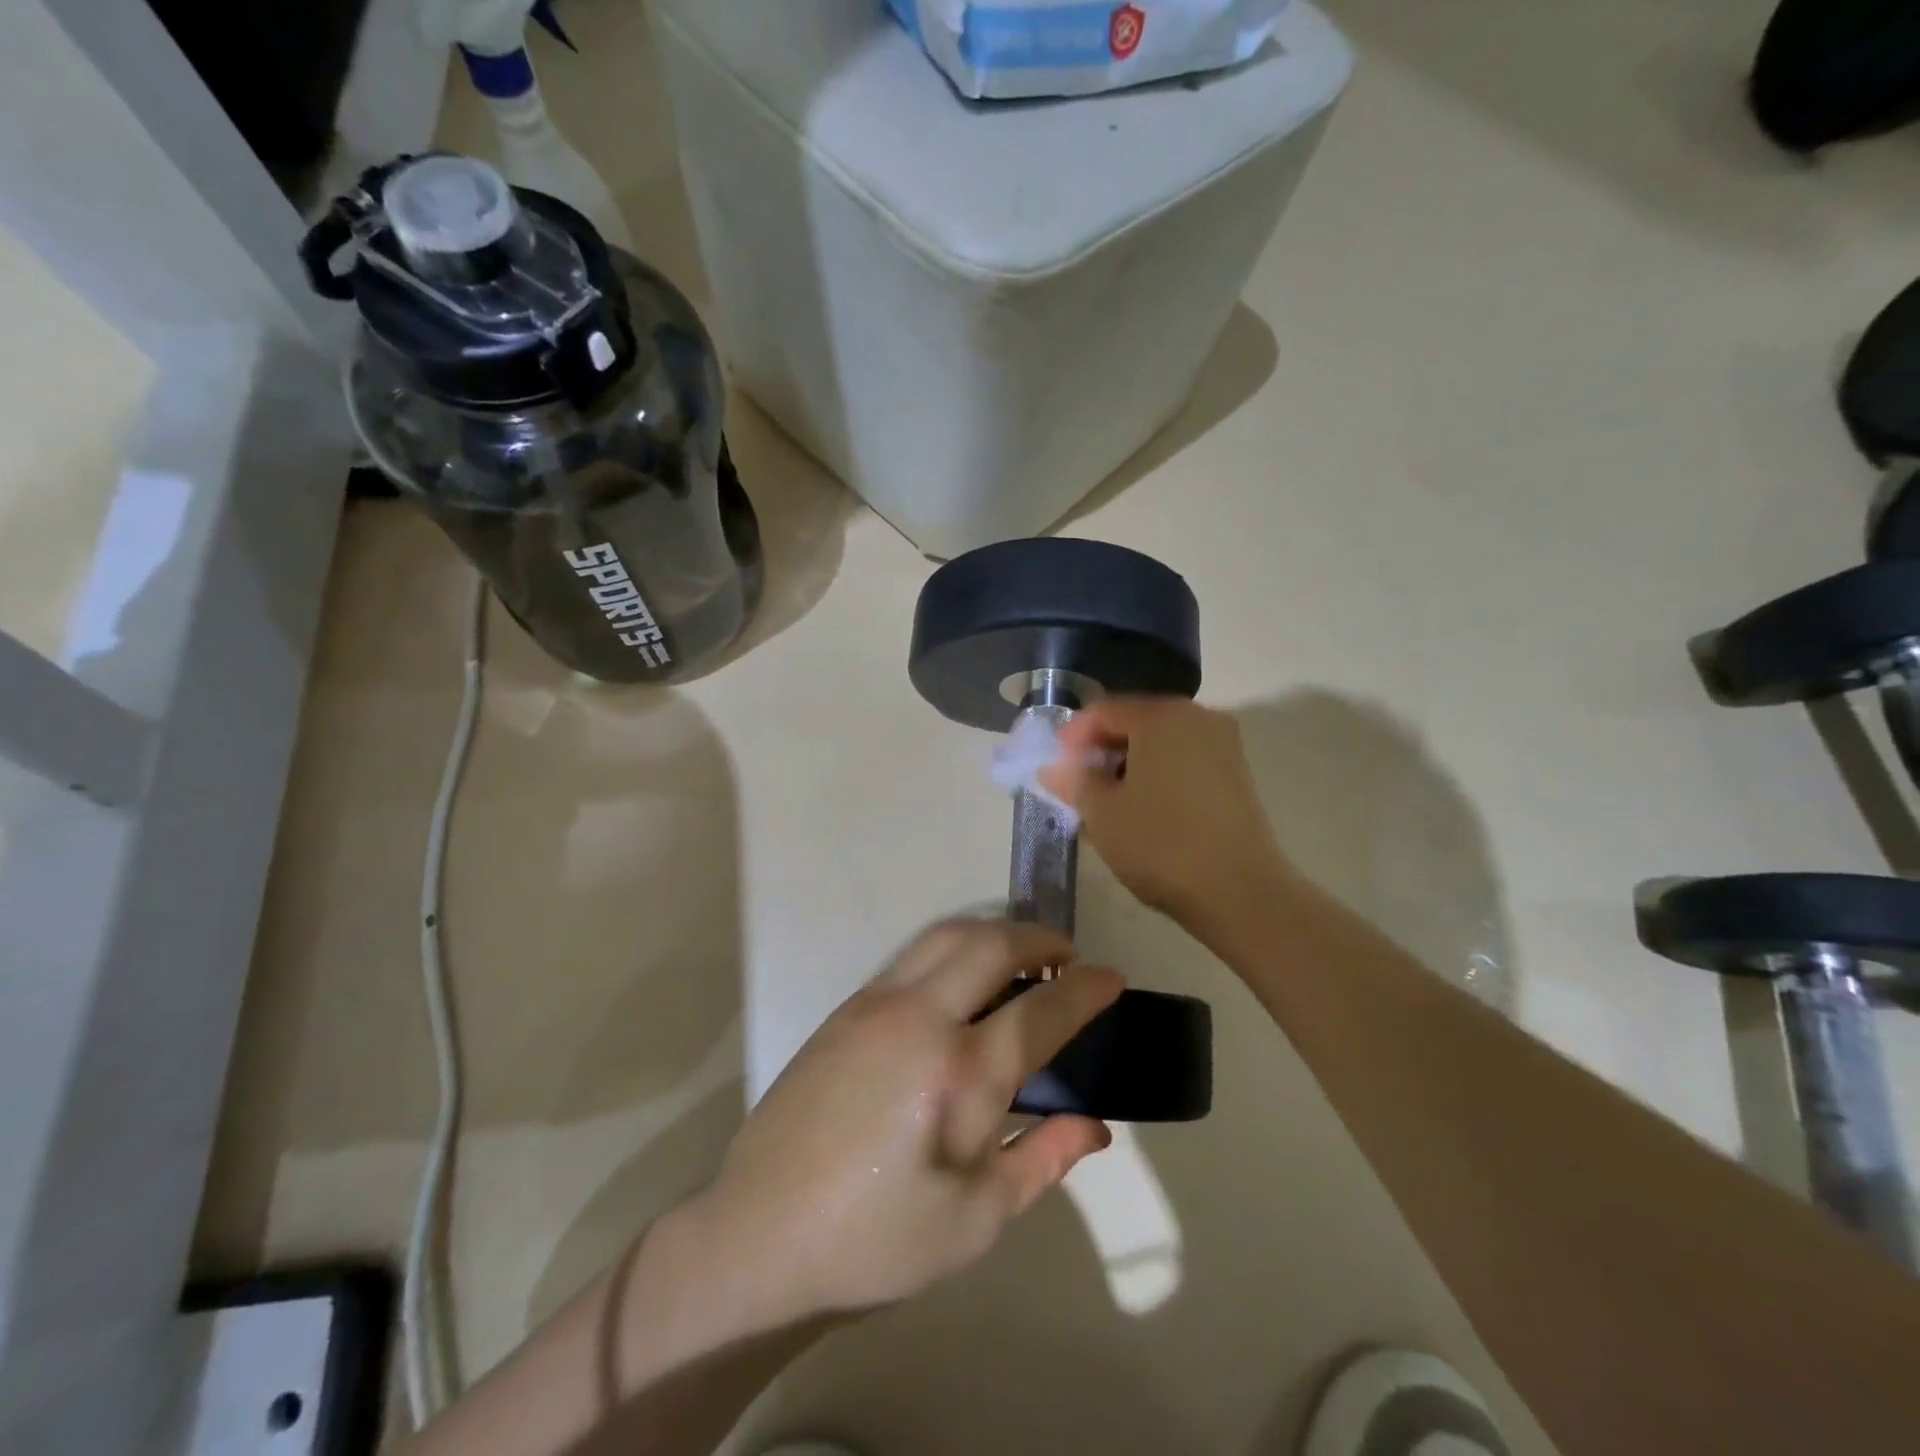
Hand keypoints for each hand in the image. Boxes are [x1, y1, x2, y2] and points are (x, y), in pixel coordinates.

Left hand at [691, 920, 1122, 1325]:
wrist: (761, 1234)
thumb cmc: (878, 1241)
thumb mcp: (975, 1221)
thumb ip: (1041, 1160)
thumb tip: (1095, 1126)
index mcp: (959, 1074)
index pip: (1041, 1010)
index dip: (1086, 990)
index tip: (1112, 978)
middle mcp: (919, 1018)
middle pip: (991, 944)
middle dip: (1038, 939)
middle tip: (1065, 959)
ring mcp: (876, 1004)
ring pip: (947, 935)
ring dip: (993, 933)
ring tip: (1019, 959)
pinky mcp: (847, 1007)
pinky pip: (914, 954)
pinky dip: (954, 948)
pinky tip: (963, 982)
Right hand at [1042, 697, 1292, 931]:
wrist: (1240, 892)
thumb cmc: (1160, 844)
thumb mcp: (1102, 812)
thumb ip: (1074, 780)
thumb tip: (1054, 768)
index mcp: (1162, 716)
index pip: (1104, 711)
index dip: (1073, 736)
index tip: (1054, 766)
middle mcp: (1197, 717)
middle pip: (1135, 722)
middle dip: (1101, 750)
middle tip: (1076, 783)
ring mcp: (1223, 745)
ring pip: (1160, 743)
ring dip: (1128, 764)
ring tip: (1104, 800)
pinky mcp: (1236, 774)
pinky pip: (1183, 761)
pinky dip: (1156, 775)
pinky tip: (1139, 807)